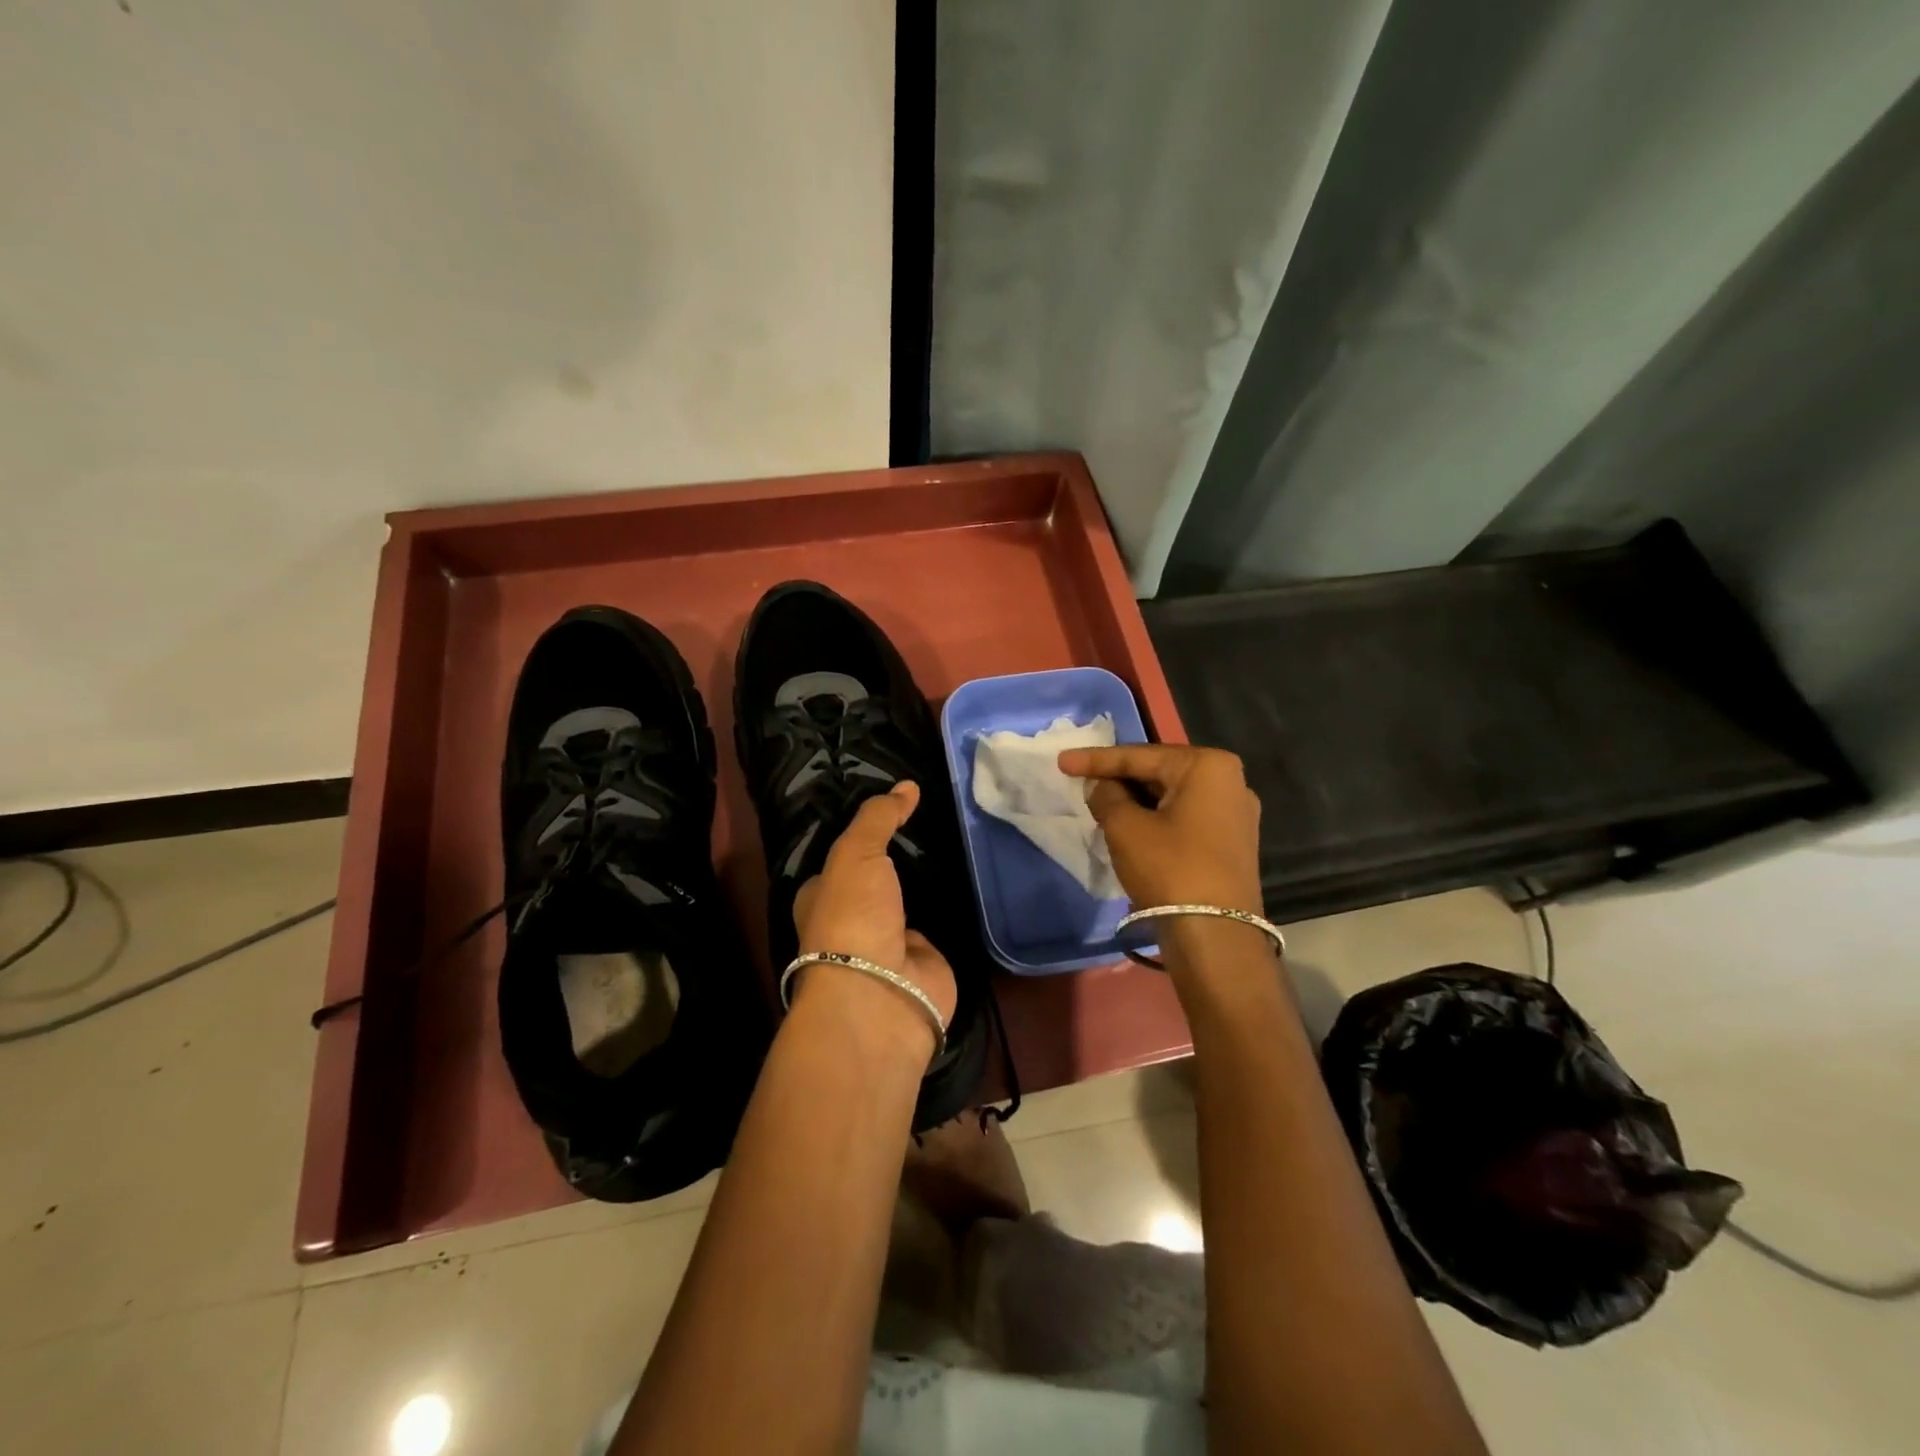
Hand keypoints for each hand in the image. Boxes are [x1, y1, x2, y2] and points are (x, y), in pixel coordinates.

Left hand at [791, 781, 958, 1050]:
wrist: (882, 993)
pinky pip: (942, 921)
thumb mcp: (856, 853)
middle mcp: (855, 920)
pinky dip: (955, 905)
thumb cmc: (852, 917)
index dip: (861, 835)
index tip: (892, 808)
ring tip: (958, 840)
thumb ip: (878, 817)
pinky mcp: (927, 959)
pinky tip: (974, 877)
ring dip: (929, 881)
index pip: (841, 859)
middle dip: (899, 858)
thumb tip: (908, 785)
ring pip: (911, 900)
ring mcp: (891, 942)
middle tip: (935, 820)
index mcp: (823, 897)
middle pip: (878, 880)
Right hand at [1057, 745, 1263, 915]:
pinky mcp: (1231, 843)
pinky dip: (1155, 819)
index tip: (1062, 761)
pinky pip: (1184, 818)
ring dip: (1135, 801)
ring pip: (1171, 797)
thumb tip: (1099, 786)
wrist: (1215, 936)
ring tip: (1100, 804)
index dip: (1096, 760)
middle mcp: (1230, 782)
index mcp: (1208, 766)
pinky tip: (1130, 827)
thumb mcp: (1126, 827)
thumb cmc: (1170, 868)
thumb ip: (1106, 796)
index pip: (1140, 756)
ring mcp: (1235, 815)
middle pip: (1159, 773)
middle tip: (1082, 782)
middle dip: (1119, 779)